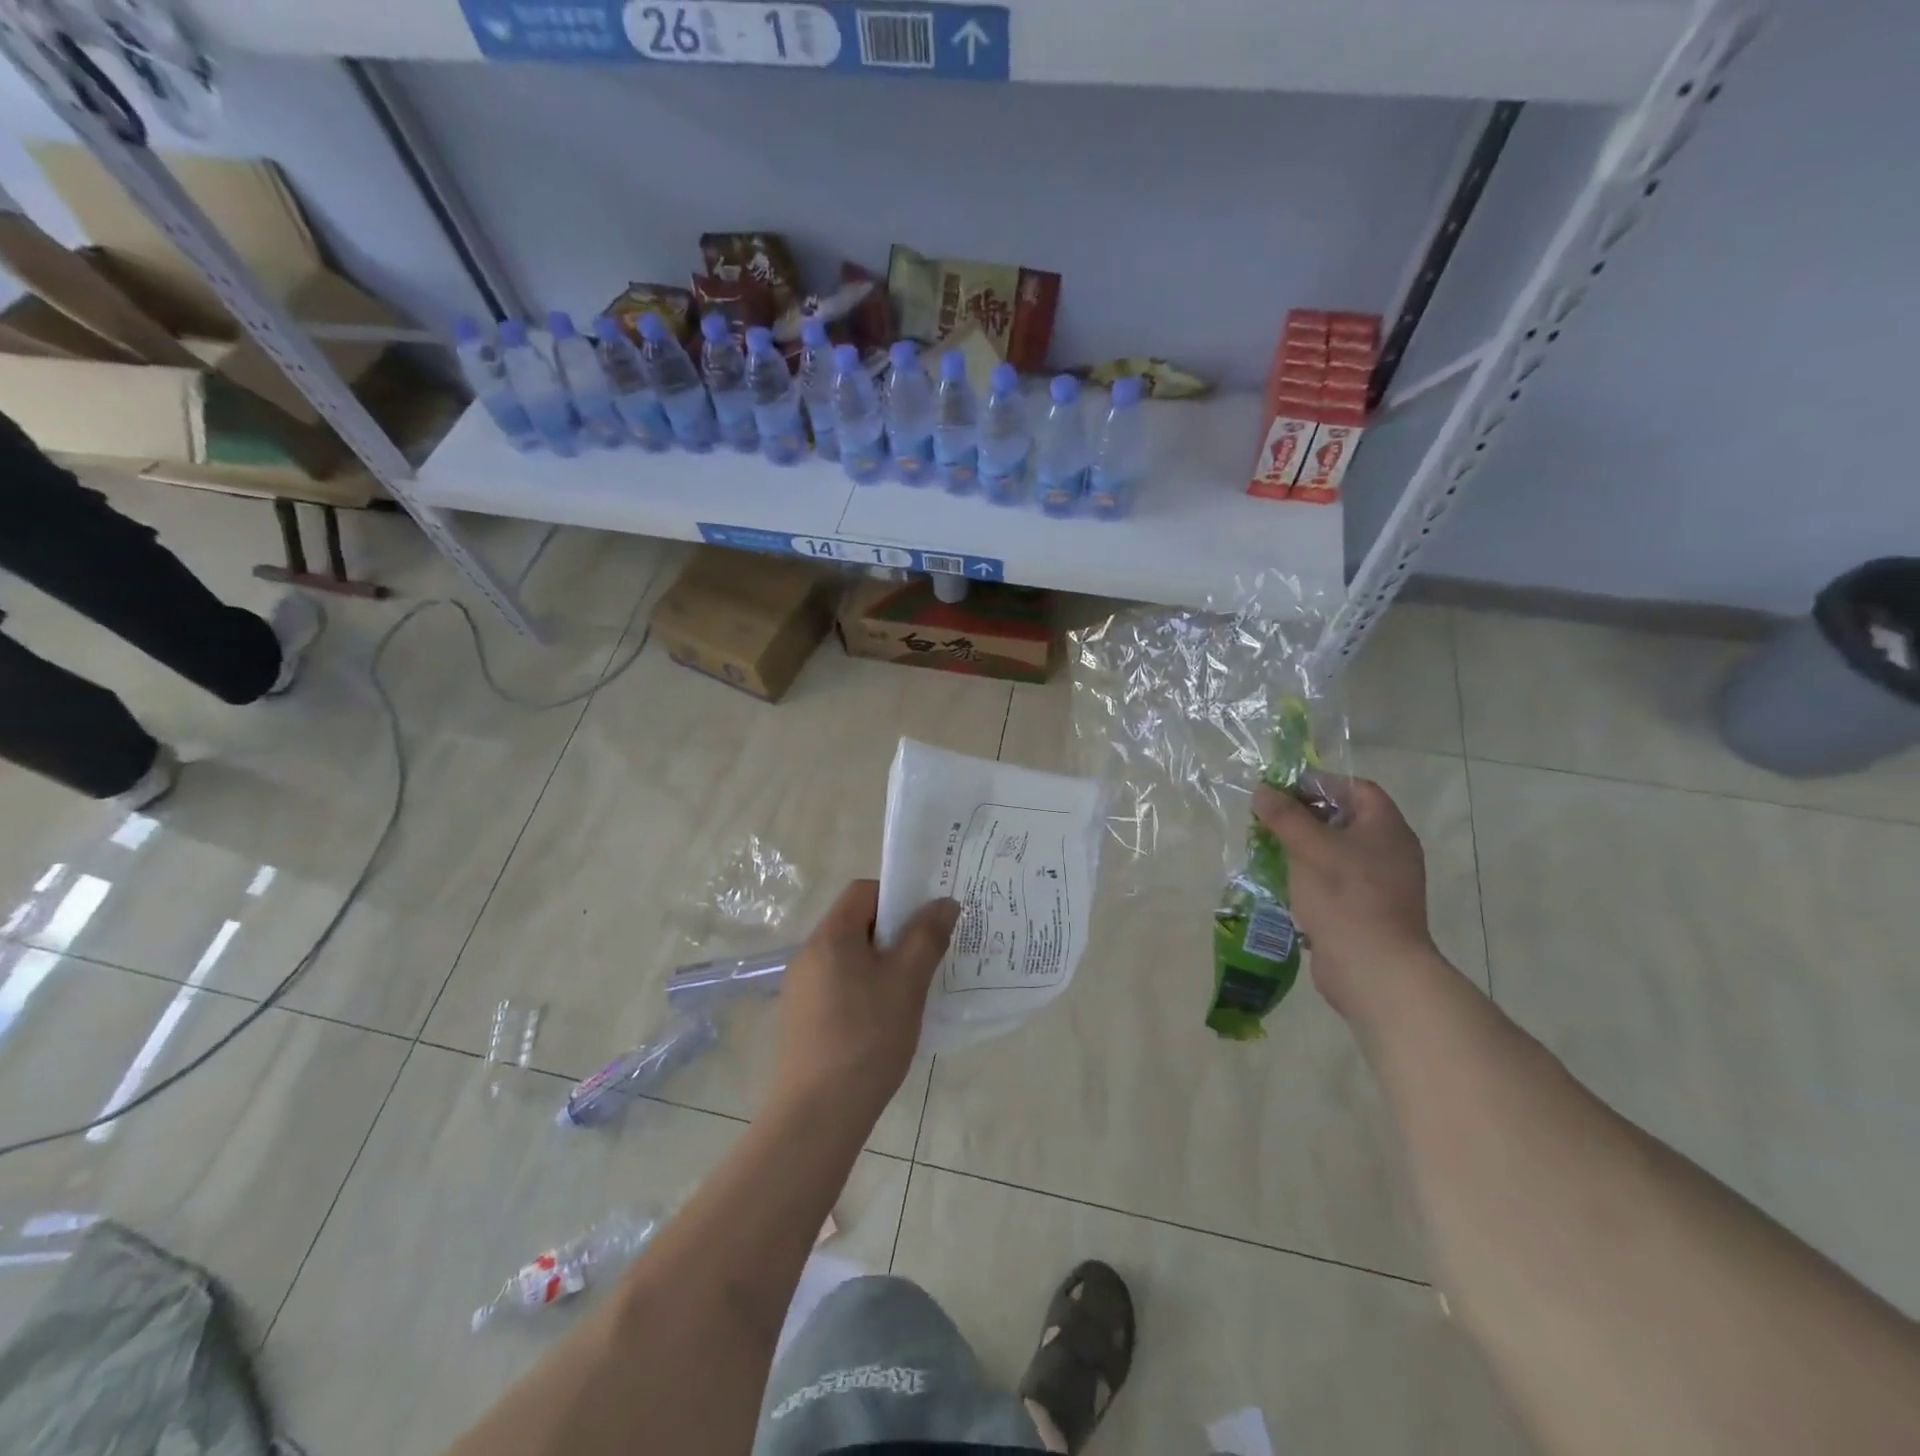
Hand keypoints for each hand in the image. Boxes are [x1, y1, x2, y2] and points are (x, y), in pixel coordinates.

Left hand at [773, 880, 960, 1120]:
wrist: (818, 1114)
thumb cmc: (867, 1037)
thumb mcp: (907, 981)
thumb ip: (927, 936)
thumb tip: (944, 902)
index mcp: (830, 937)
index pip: (863, 891)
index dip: (897, 896)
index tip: (925, 922)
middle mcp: (808, 955)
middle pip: (856, 923)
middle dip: (894, 933)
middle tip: (927, 957)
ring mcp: (801, 989)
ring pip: (849, 958)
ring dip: (882, 964)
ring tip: (911, 991)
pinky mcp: (802, 1019)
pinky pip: (839, 986)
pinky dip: (865, 989)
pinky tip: (886, 1020)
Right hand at [1253, 778, 1435, 1019]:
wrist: (1373, 969)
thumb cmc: (1346, 898)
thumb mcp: (1309, 849)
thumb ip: (1285, 816)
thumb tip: (1262, 790)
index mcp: (1386, 829)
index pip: (1357, 789)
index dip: (1321, 783)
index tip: (1283, 789)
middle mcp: (1389, 852)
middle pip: (1345, 819)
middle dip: (1305, 815)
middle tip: (1269, 818)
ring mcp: (1380, 884)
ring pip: (1336, 852)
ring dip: (1303, 847)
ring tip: (1268, 848)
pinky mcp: (1365, 911)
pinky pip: (1335, 881)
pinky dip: (1309, 876)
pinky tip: (1282, 882)